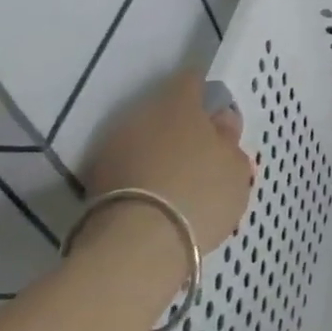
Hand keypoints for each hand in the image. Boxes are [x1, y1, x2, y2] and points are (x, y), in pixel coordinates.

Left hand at [85, 70, 255, 251]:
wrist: (136, 248)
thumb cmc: (201, 193)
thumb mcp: (237, 166)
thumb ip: (229, 139)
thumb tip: (220, 122)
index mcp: (177, 104)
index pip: (192, 81)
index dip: (208, 95)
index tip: (221, 118)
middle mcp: (139, 117)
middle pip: (166, 112)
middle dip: (184, 128)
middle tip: (206, 154)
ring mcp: (112, 149)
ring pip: (145, 141)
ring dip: (162, 153)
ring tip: (184, 181)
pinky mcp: (94, 183)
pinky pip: (130, 168)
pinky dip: (145, 176)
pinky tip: (163, 198)